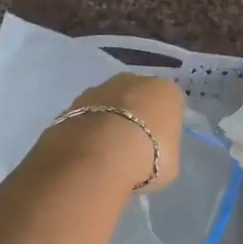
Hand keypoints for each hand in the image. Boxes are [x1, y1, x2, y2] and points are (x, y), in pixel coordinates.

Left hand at [49, 73, 184, 190]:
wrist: (99, 154)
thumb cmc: (148, 156)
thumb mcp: (170, 163)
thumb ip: (162, 151)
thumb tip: (149, 155)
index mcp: (166, 90)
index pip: (170, 105)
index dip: (164, 127)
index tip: (158, 148)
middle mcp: (133, 80)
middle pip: (137, 98)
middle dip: (134, 118)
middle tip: (132, 149)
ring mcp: (99, 88)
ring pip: (109, 105)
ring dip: (108, 123)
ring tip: (106, 155)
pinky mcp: (72, 103)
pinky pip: (86, 118)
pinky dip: (86, 132)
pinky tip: (87, 154)